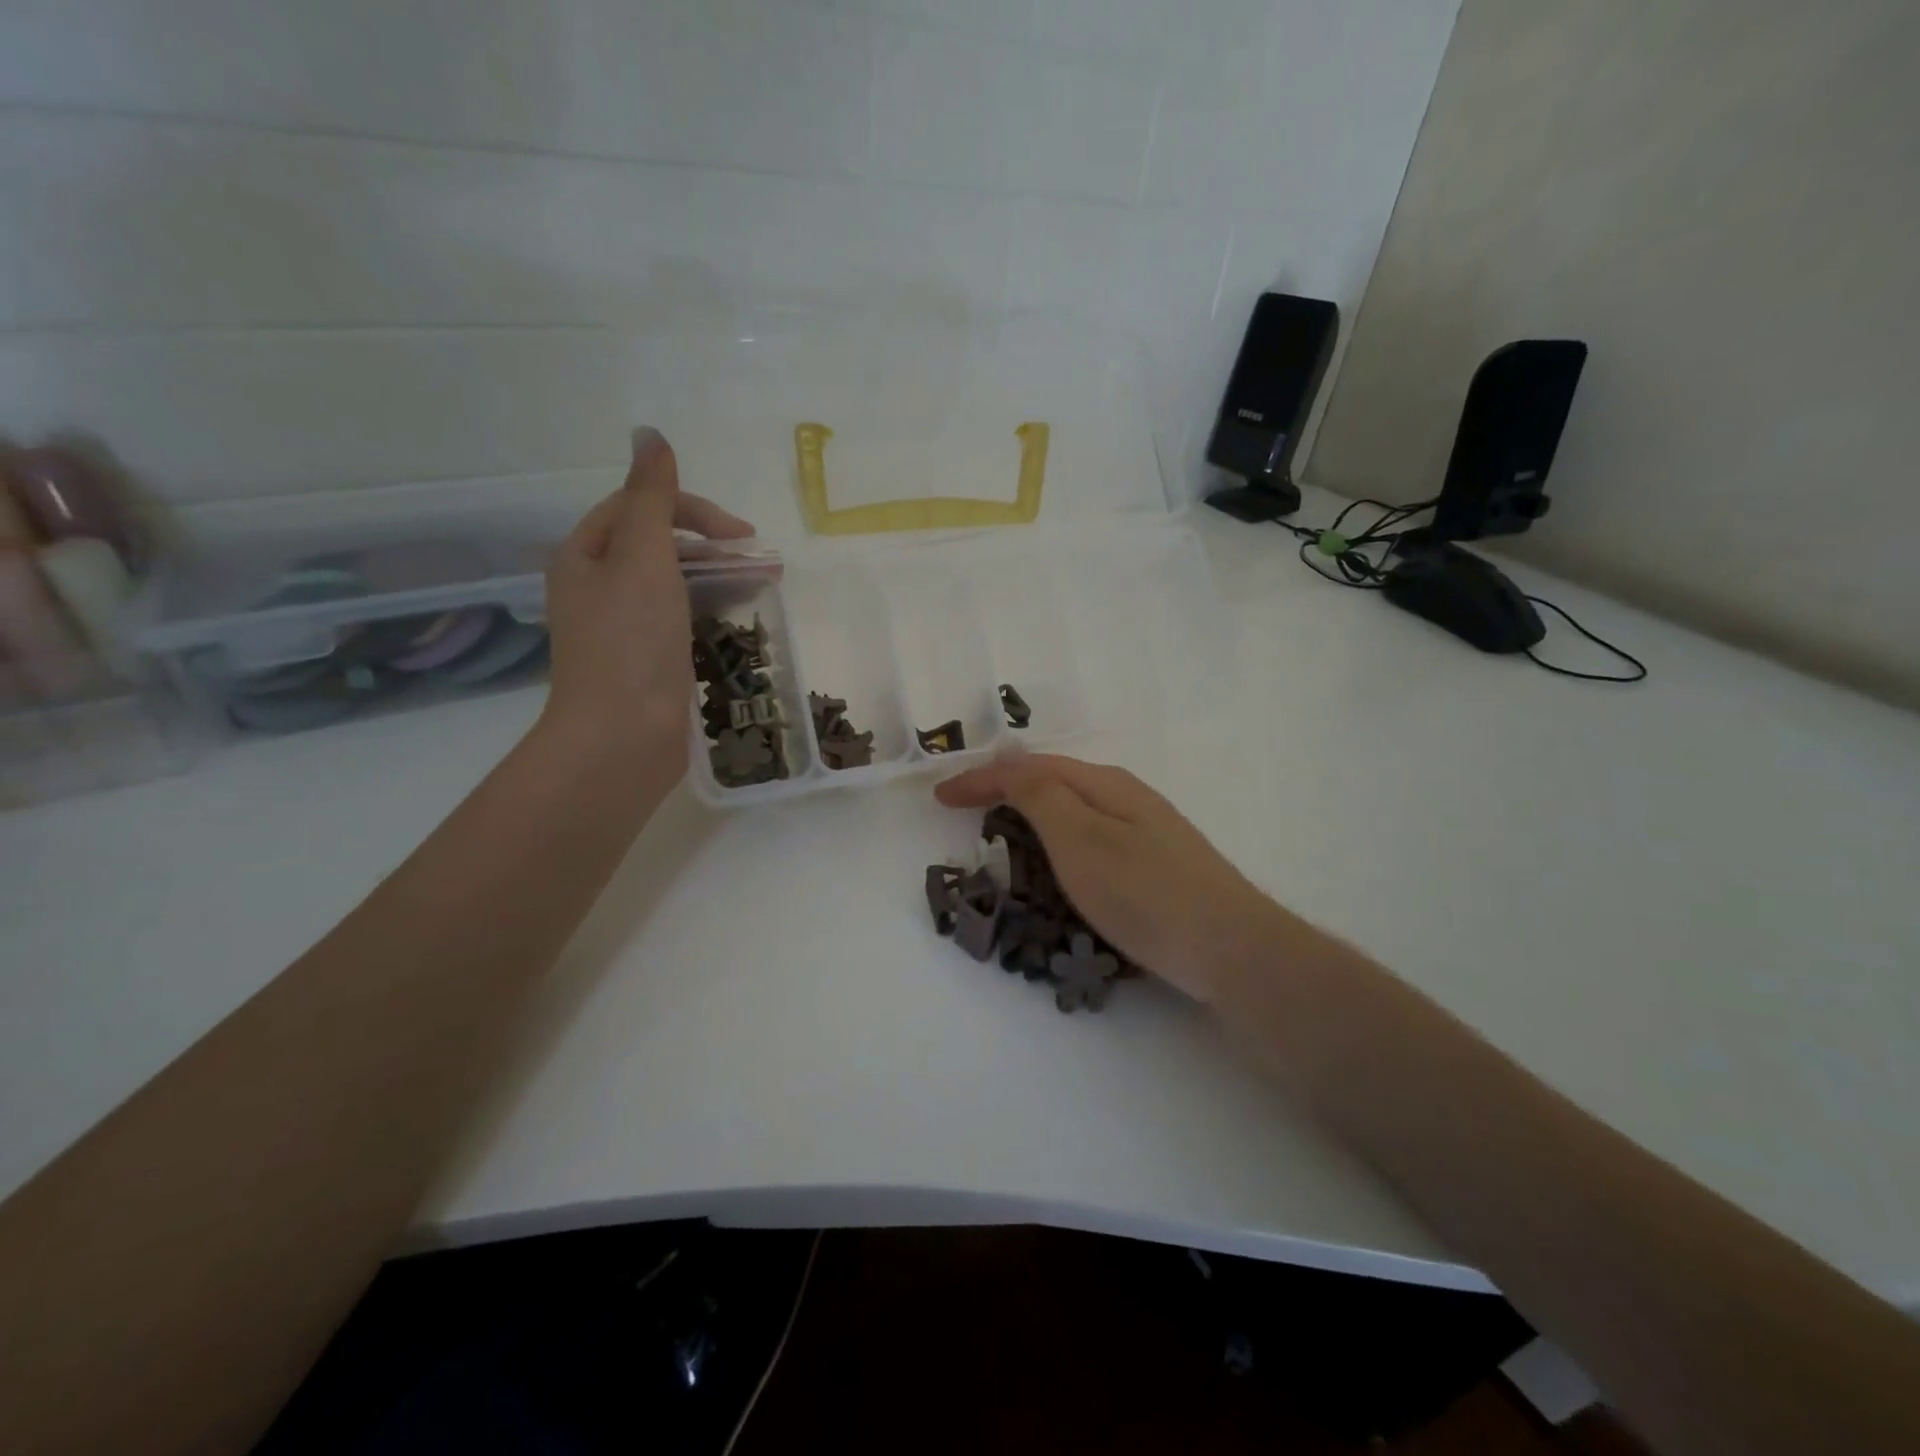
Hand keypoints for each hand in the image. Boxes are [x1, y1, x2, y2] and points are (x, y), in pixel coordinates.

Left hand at [540, 428, 753, 773]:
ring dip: (718, 576)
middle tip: (760, 557)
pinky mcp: (647, 662)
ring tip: (765, 584)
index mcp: (584, 556)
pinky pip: (681, 620)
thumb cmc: (630, 642)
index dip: (691, 509)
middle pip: (658, 545)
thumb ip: (652, 497)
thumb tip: (649, 433)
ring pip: (674, 584)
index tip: (742, 534)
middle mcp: (598, 588)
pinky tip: (740, 617)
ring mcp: (623, 629)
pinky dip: (711, 610)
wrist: (621, 738)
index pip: (639, 508)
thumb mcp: (643, 557)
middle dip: (712, 545)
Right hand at [934, 753, 1303, 1001]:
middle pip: (1053, 782)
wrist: (1230, 949)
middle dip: (1005, 791)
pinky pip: (1090, 839)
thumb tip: (1010, 761)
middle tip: (966, 813)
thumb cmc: (1145, 892)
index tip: (939, 797)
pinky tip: (1057, 865)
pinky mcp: (1155, 864)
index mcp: (1105, 784)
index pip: (1029, 768)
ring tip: (1000, 835)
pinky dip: (1058, 844)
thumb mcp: (1080, 838)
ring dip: (1031, 816)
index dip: (981, 779)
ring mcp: (1145, 831)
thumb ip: (1041, 795)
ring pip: (1073, 811)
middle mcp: (1126, 797)